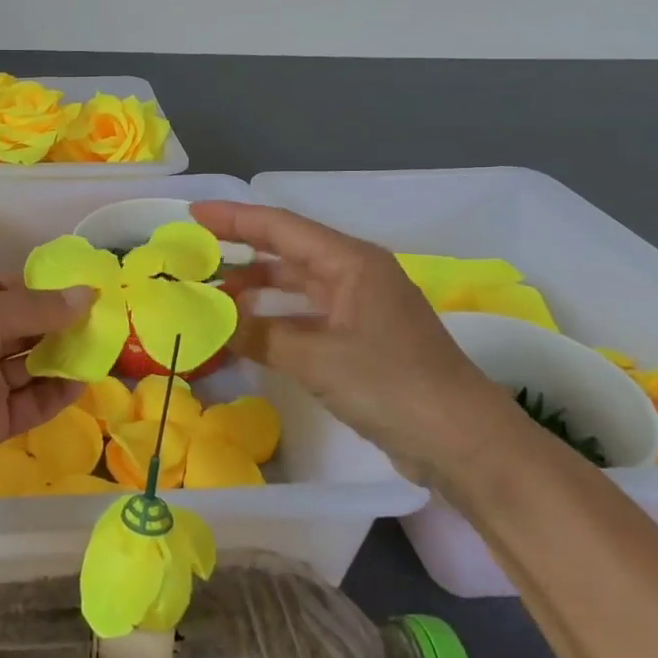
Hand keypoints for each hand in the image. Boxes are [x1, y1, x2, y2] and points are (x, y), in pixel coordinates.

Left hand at [0, 277, 92, 488]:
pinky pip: (29, 403)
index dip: (37, 288)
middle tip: (99, 316)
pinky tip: (82, 382)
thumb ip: (37, 306)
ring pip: (27, 365)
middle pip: (18, 327)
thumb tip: (88, 294)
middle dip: (55, 322)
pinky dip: (55, 393)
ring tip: (100, 346)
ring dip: (60, 356)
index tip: (78, 286)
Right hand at [192, 201, 522, 484]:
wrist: (465, 443)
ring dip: (257, 288)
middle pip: (288, 251)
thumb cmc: (392, 385)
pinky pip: (307, 315)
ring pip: (297, 285)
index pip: (280, 227)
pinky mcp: (363, 340)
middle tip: (196, 254)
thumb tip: (211, 320)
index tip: (193, 214)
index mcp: (350, 262)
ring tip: (213, 295)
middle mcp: (356, 275)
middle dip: (241, 250)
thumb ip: (259, 335)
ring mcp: (361, 308)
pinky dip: (276, 319)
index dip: (234, 218)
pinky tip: (249, 331)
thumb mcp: (317, 358)